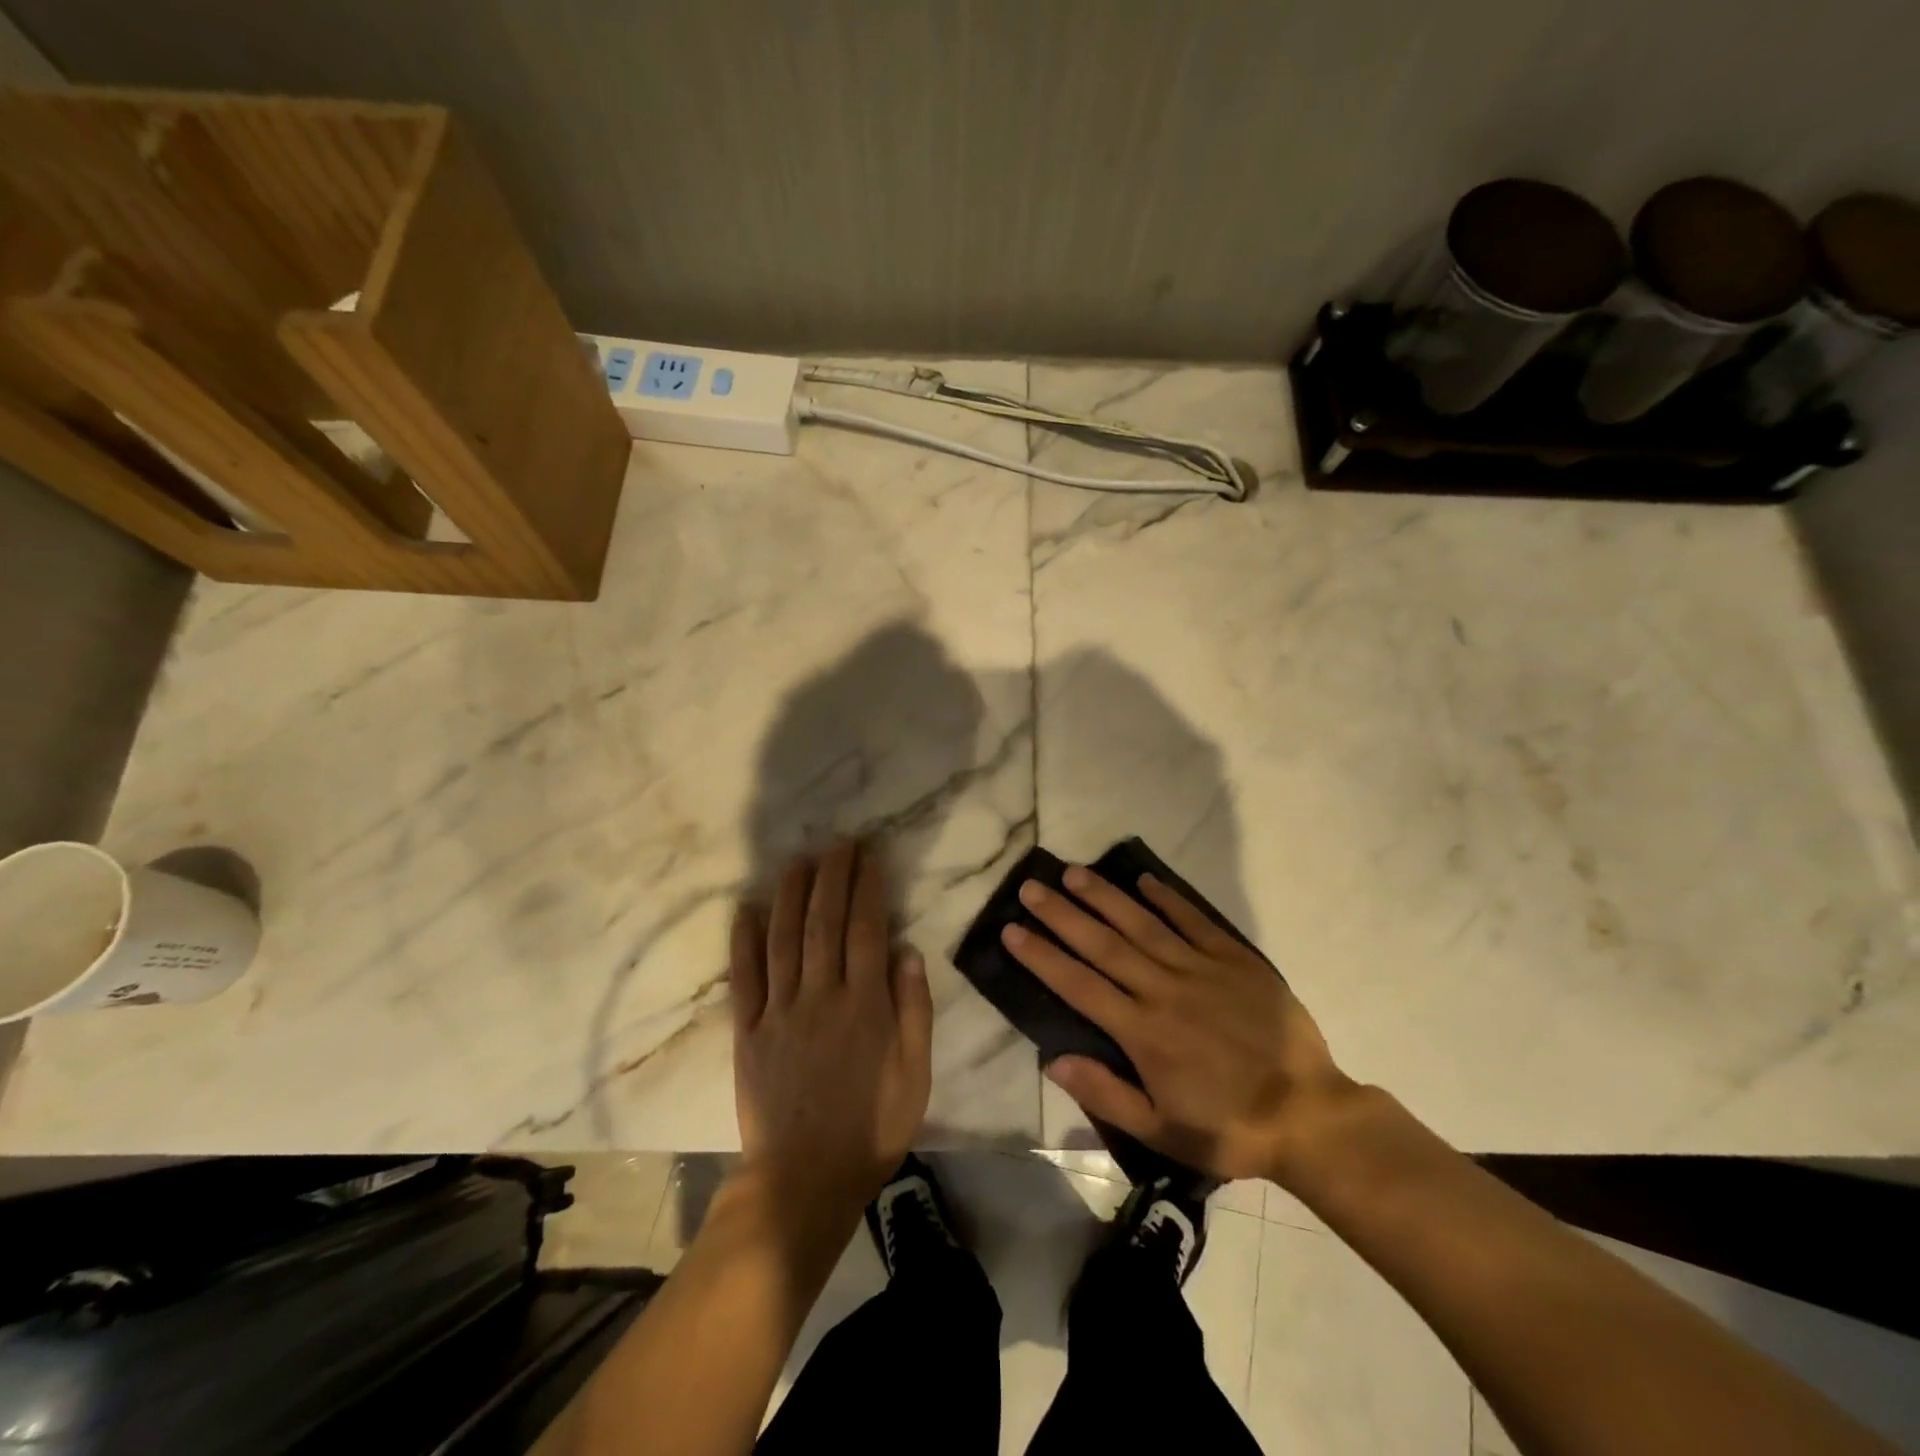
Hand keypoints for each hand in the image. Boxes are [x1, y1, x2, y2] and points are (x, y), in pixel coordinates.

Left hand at [730, 841, 933, 1222]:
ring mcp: (778, 1012)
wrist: (804, 1180)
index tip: (869, 856)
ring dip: (790, 894)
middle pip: (824, 922)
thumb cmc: (872, 1127)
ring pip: (783, 939)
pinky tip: (746, 909)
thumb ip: (913, 1010)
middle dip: (831, 877)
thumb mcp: (915, 1075)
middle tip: (837, 843)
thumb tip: (907, 951)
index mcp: (864, 1004)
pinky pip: (743, 978)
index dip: (867, 887)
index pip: (866, 929)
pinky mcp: (747, 1032)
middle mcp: (820, 996)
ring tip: (797, 861)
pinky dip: (743, 941)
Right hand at [1002, 865, 1357, 1184]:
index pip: (1078, 985)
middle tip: (1030, 887)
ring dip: (1106, 897)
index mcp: (1142, 1032)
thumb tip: (1053, 1059)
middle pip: (1103, 945)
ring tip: (1074, 872)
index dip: (1042, 956)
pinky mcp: (1236, 961)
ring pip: (1143, 925)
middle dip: (1062, 914)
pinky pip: (1195, 922)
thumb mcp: (1162, 1131)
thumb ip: (1106, 1094)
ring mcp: (1201, 970)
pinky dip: (1169, 899)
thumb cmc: (1229, 1128)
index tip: (1011, 930)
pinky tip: (1145, 880)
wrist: (1310, 1116)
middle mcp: (1164, 991)